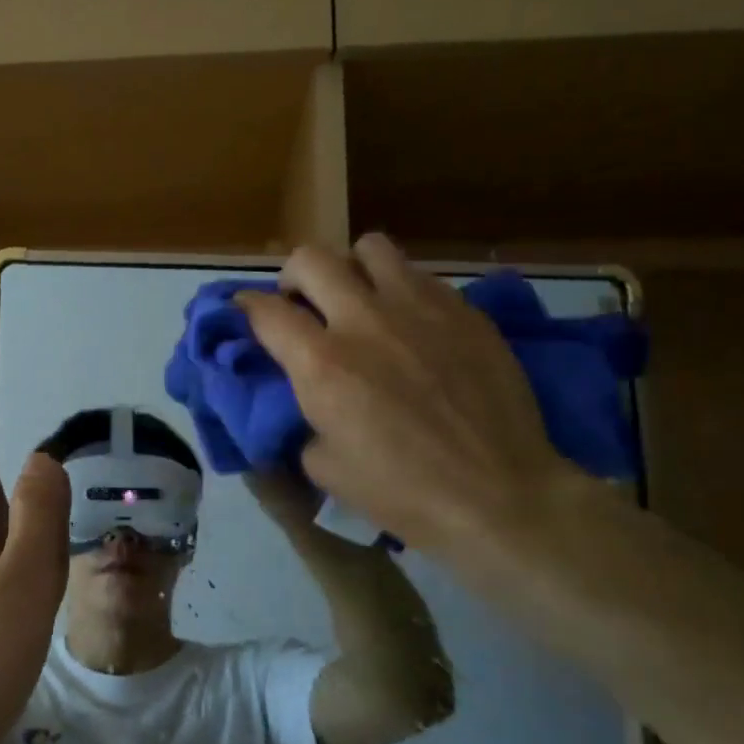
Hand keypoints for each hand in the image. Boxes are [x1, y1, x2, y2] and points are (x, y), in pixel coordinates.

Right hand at [237, 235, 580, 558]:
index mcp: (322, 364)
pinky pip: (419, 275)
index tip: (243, 312)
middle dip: (293, 278)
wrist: (499, 496)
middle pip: (310, 260)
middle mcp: (364, 321)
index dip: (244, 307)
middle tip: (301, 305)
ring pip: (369, 247)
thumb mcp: (323, 467)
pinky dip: (399, 290)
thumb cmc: (402, 492)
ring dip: (351, 270)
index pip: (264, 310)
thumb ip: (303, 416)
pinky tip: (410, 324)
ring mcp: (419, 308)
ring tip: (359, 300)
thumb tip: (303, 396)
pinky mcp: (463, 311)